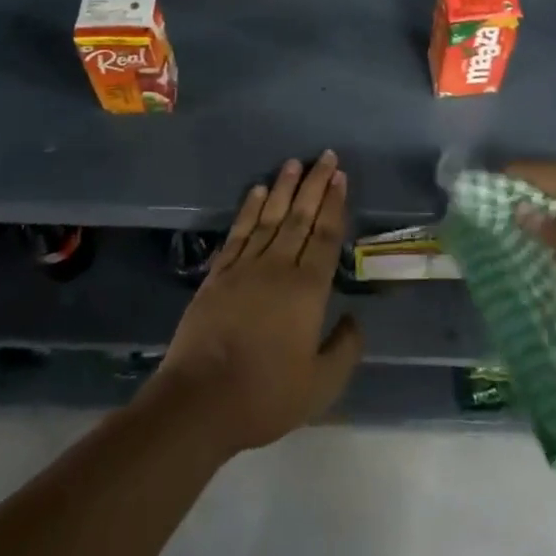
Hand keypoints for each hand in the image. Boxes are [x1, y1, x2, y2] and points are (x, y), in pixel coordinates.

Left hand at [152, 152, 362, 455]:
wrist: (200, 399)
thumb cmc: (266, 394)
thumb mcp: (320, 386)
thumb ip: (344, 350)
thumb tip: (355, 319)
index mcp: (307, 290)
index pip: (326, 236)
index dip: (335, 204)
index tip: (340, 176)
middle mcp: (278, 267)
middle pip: (300, 217)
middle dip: (315, 184)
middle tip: (324, 156)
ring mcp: (245, 267)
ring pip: (270, 217)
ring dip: (284, 188)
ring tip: (293, 163)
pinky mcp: (218, 274)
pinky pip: (239, 232)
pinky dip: (249, 209)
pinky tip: (257, 191)